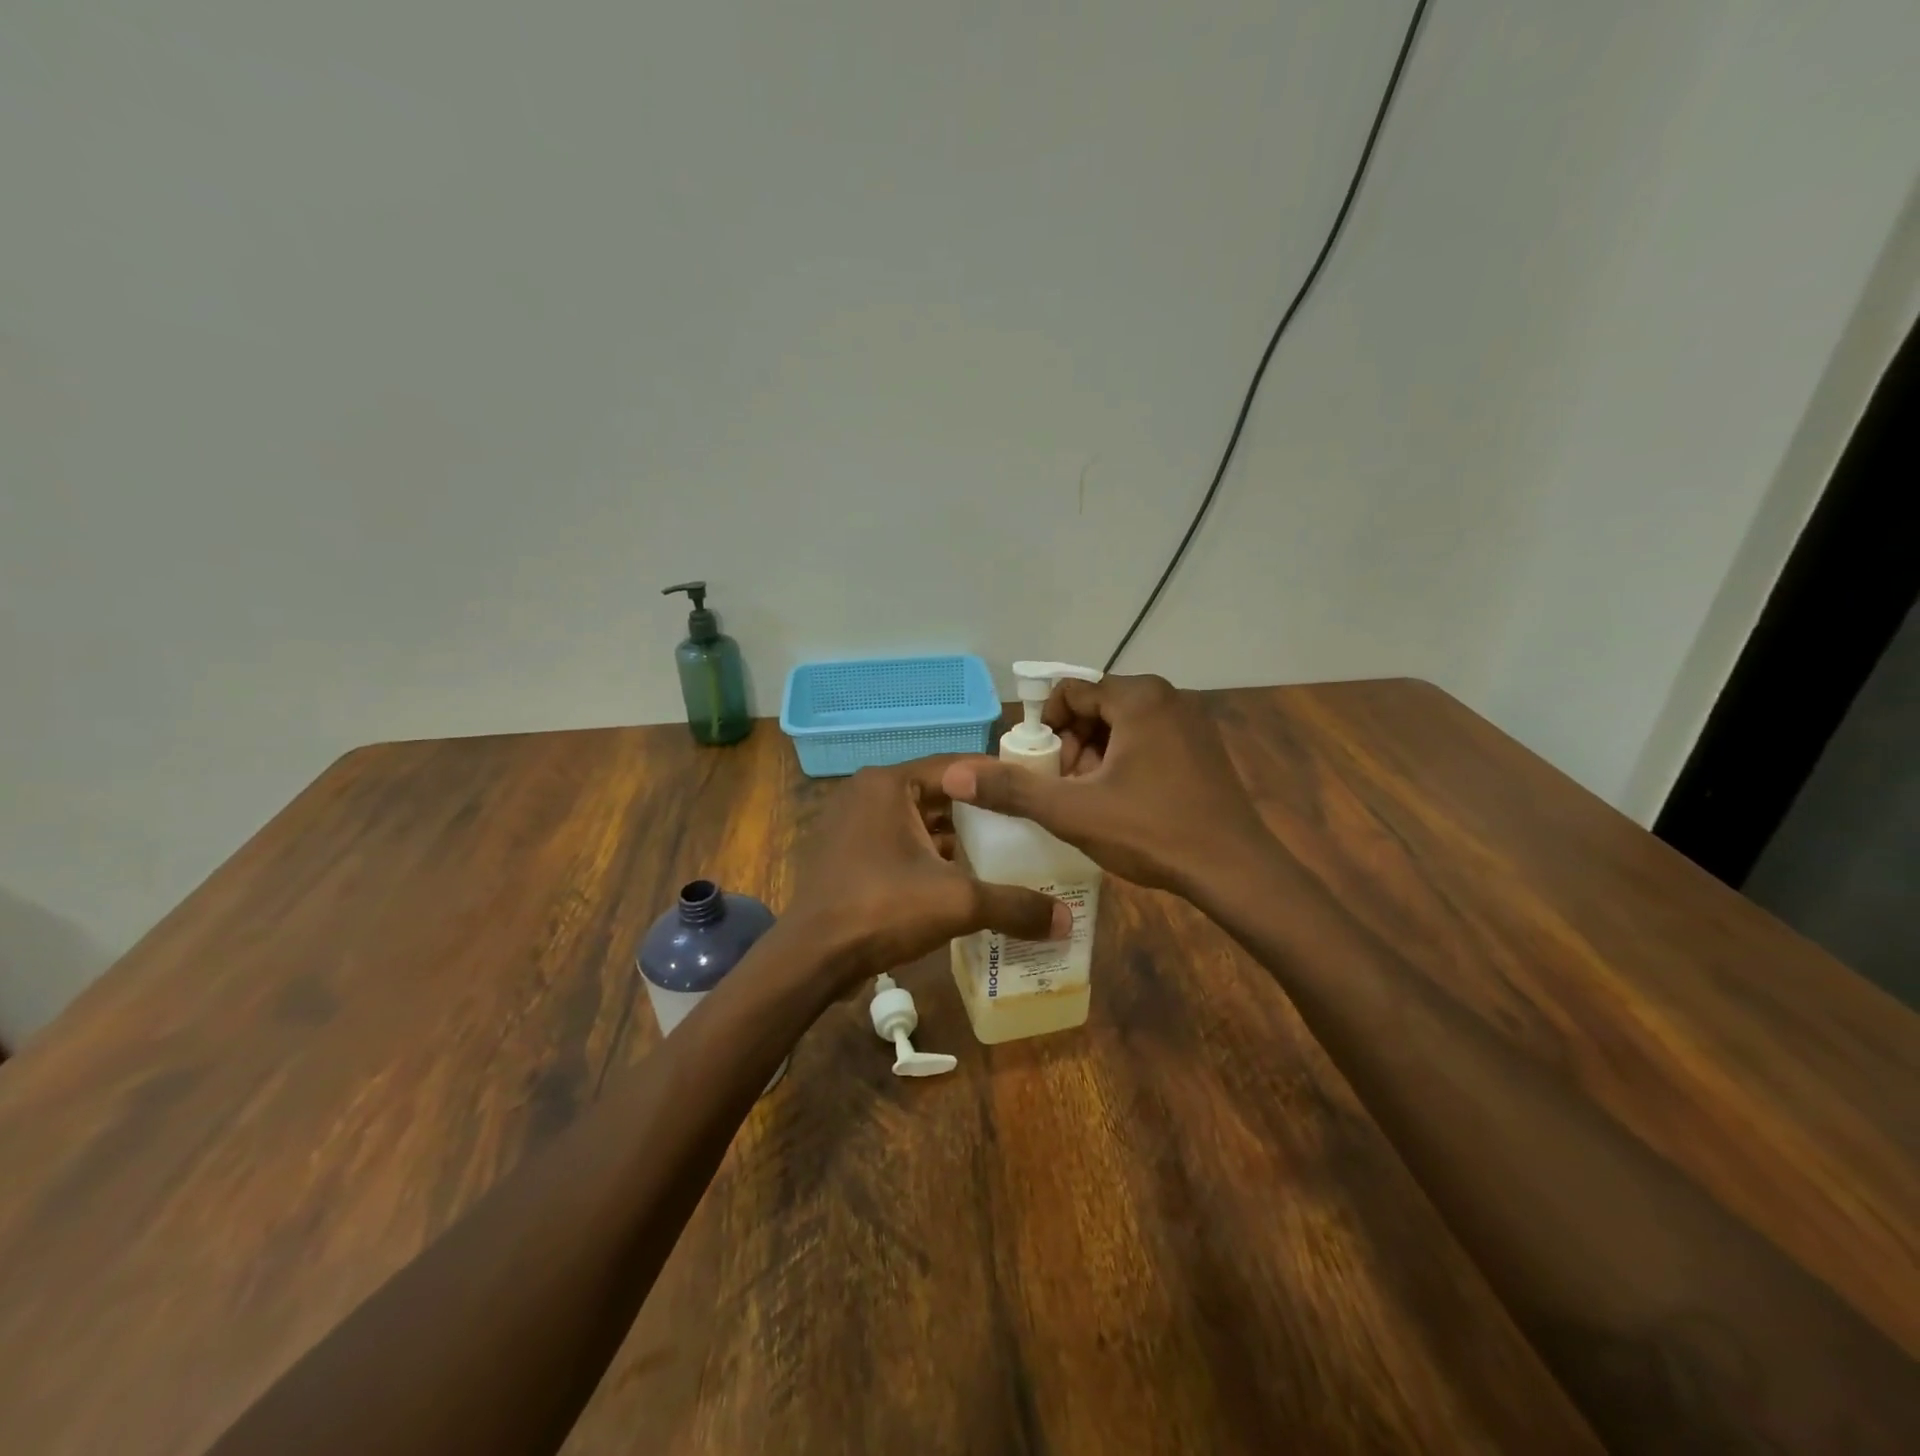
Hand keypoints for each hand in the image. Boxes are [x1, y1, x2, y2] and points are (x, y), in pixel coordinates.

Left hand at [785, 759, 1072, 986]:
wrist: (811, 957)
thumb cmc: (882, 910)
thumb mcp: (957, 903)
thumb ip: (1014, 906)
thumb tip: (1067, 921)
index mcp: (889, 784)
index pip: (956, 767)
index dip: (997, 780)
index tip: (1032, 794)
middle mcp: (866, 793)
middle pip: (937, 793)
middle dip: (977, 812)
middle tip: (1022, 826)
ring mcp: (849, 822)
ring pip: (915, 820)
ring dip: (951, 836)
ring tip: (998, 853)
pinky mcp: (844, 852)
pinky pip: (895, 841)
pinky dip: (925, 854)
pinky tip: (956, 878)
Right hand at [940, 673, 1278, 899]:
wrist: (1234, 870)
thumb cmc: (1152, 832)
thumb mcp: (1073, 811)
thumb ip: (1013, 789)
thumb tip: (956, 774)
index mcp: (1139, 697)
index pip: (1071, 693)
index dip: (1046, 731)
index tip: (1043, 772)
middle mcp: (1168, 696)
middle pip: (1096, 709)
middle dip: (1072, 748)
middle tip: (1067, 792)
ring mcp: (1191, 721)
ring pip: (1121, 727)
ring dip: (1096, 758)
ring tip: (1092, 802)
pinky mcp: (1203, 747)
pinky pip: (1148, 740)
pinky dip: (1125, 763)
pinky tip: (1125, 804)